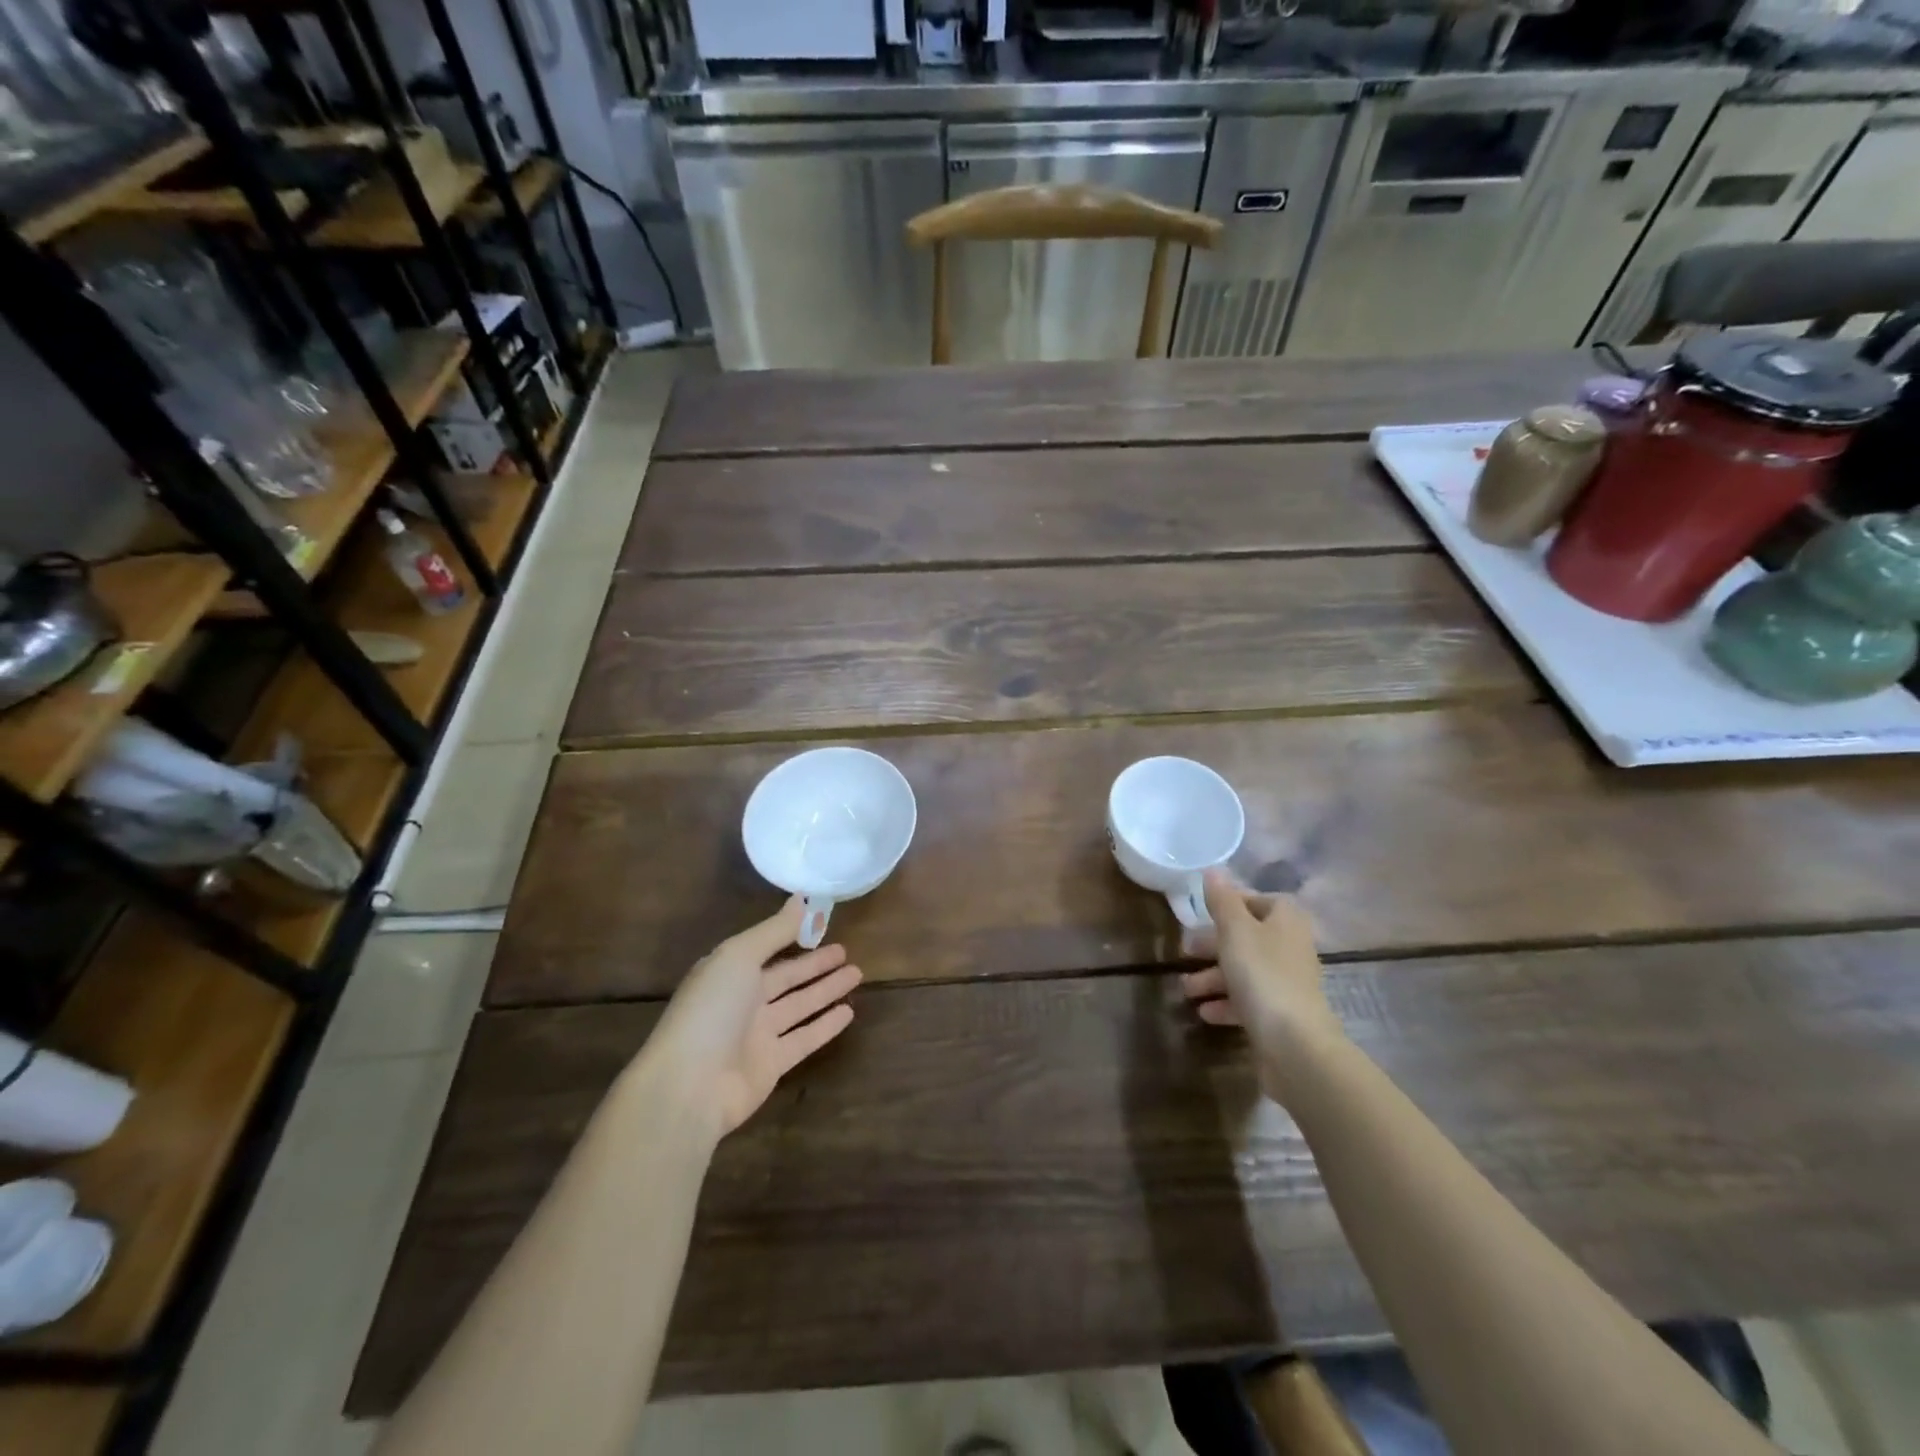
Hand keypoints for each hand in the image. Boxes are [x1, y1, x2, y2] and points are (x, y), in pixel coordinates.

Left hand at [644, 897, 861, 1138]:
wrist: (689, 1086)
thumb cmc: (711, 1010)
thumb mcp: (739, 957)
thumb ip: (773, 930)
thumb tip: (800, 898)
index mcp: (729, 972)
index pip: (767, 948)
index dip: (793, 936)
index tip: (823, 923)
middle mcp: (743, 1001)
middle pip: (786, 978)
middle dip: (815, 964)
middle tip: (846, 952)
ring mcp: (757, 1035)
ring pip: (799, 1005)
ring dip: (826, 990)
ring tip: (856, 974)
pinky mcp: (772, 1065)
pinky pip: (805, 1038)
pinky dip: (826, 1025)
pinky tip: (849, 1012)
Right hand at [1179, 869, 1344, 1103]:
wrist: (1294, 1043)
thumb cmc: (1262, 974)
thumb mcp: (1235, 930)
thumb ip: (1222, 900)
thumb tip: (1214, 870)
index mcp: (1285, 922)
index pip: (1260, 901)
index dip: (1232, 904)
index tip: (1203, 913)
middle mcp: (1290, 948)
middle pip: (1248, 938)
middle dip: (1213, 946)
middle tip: (1184, 951)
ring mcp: (1288, 984)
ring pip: (1245, 971)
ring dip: (1213, 978)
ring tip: (1186, 989)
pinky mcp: (1281, 1015)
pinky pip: (1249, 1001)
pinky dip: (1226, 1003)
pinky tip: (1205, 1012)